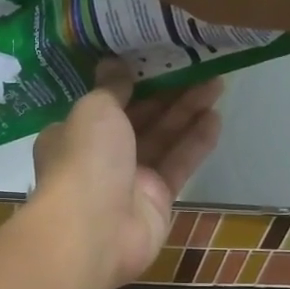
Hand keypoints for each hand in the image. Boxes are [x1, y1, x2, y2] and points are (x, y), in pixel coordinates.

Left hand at [28, 62, 221, 288]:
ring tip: (217, 82)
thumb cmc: (85, 161)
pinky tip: (216, 117)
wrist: (94, 231)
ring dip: (187, 112)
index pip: (104, 103)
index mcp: (73, 133)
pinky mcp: (156, 200)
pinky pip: (178, 165)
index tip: (158, 57)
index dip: (132, 81)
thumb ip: (110, 87)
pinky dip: (195, 142)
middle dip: (167, 93)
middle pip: (138, 119)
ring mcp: (128, 180)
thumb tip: (113, 63)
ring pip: (162, 139)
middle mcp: (99, 157)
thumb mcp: (94, 110)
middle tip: (199, 64)